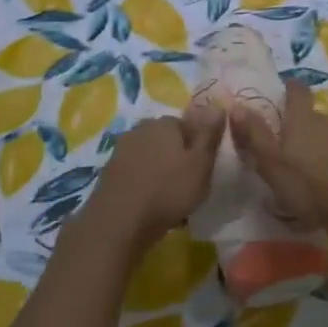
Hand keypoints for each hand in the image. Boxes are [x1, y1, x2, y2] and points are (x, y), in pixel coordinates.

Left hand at [84, 111, 224, 253]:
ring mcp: (122, 150)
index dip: (198, 145)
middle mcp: (141, 129)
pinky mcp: (110, 172)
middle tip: (189, 182)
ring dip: (161, 171)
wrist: (119, 222)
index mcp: (165, 123)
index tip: (204, 167)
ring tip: (171, 197)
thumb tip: (217, 104)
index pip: (188, 124)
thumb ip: (210, 134)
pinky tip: (151, 203)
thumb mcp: (200, 163)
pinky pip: (136, 173)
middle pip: (167, 139)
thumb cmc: (168, 190)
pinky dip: (145, 183)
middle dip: (178, 156)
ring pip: (151, 157)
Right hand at [230, 79, 327, 229]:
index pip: (297, 90)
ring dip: (321, 142)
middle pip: (314, 112)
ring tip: (310, 164)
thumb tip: (235, 105)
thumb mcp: (273, 163)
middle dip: (303, 123)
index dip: (289, 89)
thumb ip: (254, 135)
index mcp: (302, 117)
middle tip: (289, 142)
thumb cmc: (311, 184)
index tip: (280, 94)